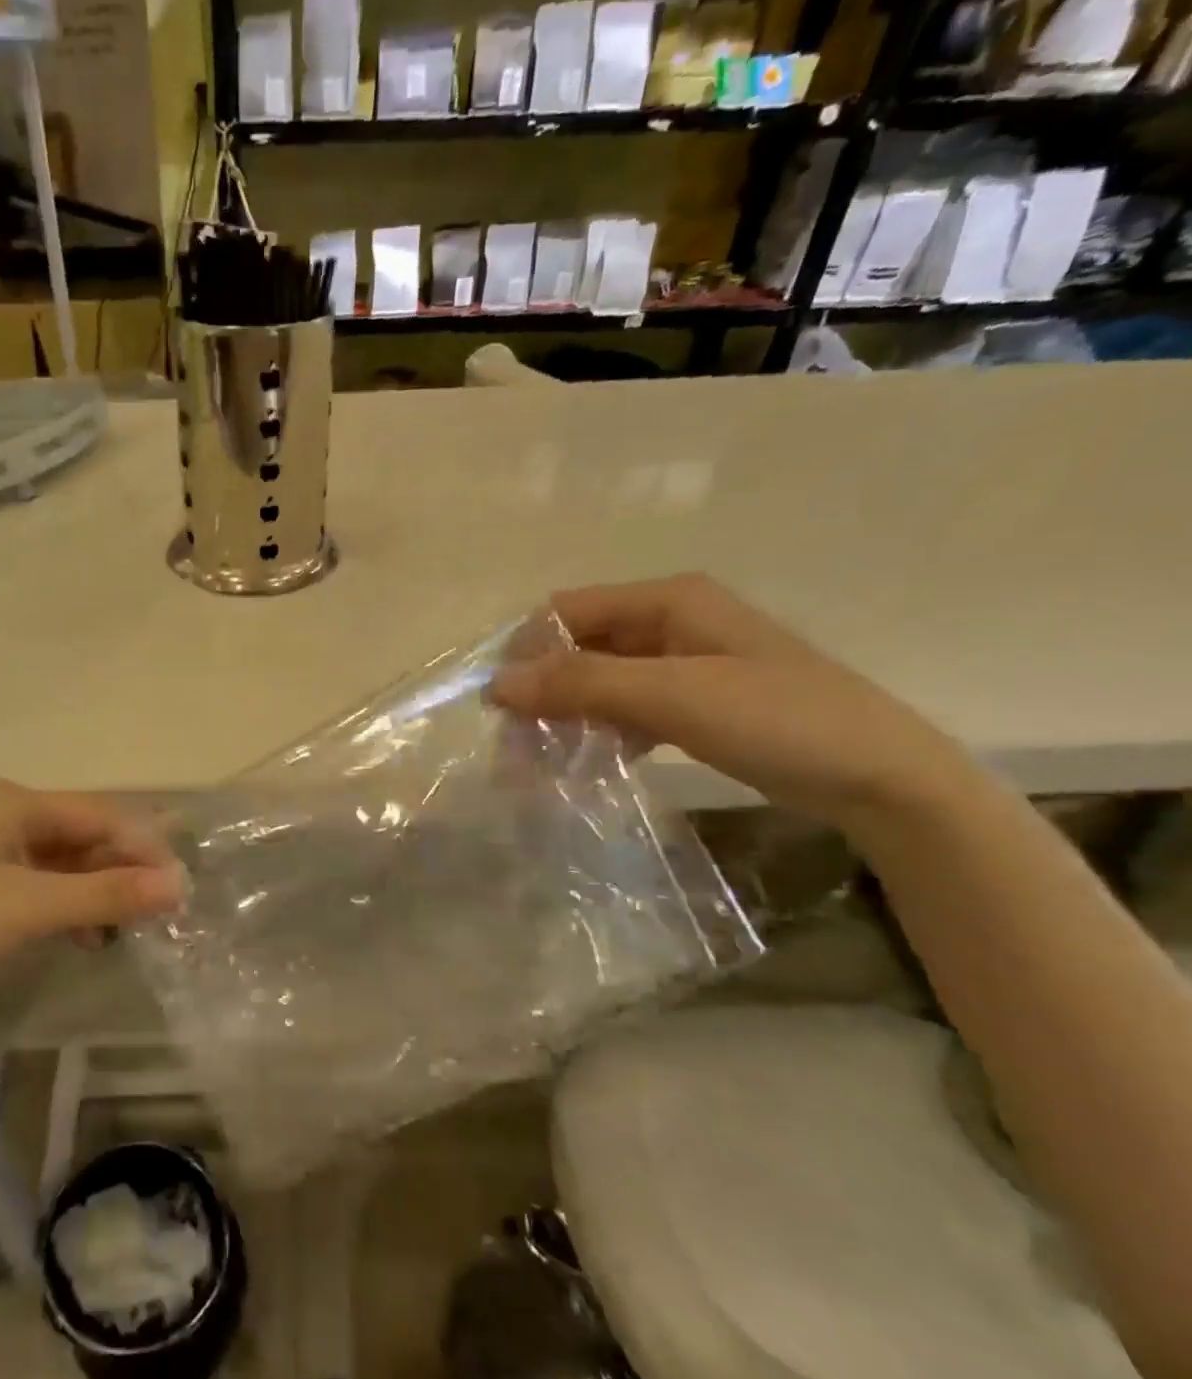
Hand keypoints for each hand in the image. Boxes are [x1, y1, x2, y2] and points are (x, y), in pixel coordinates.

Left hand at [0, 783, 184, 1031]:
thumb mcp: (32, 907)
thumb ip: (107, 895)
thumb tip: (179, 886)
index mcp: (17, 803)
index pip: (101, 816)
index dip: (144, 849)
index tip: (180, 889)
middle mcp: (7, 816)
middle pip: (84, 837)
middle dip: (122, 872)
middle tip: (159, 913)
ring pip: (66, 864)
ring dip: (98, 892)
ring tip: (126, 929)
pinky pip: (43, 887)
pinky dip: (69, 907)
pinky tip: (85, 936)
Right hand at [488, 574, 980, 837]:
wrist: (881, 779)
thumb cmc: (778, 719)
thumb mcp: (672, 695)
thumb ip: (582, 684)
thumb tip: (496, 684)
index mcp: (667, 600)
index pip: (566, 611)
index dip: (525, 651)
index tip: (499, 706)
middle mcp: (669, 622)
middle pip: (578, 648)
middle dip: (541, 692)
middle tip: (515, 747)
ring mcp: (681, 664)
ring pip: (597, 682)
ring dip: (566, 717)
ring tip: (541, 764)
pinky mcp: (691, 703)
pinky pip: (624, 709)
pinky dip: (599, 733)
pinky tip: (587, 765)